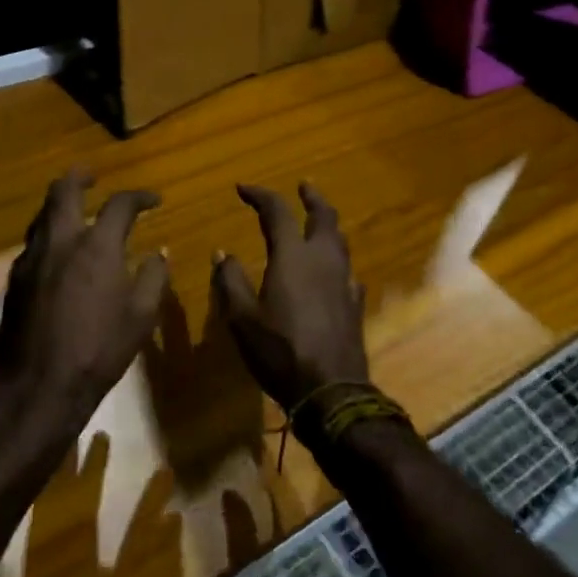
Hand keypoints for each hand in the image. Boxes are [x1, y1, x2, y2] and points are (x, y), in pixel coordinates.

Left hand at [0, 170, 168, 457]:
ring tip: (74, 212)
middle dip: (80, 177)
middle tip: (92, 177)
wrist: (37, 389)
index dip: (140, 197)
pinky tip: (57, 253)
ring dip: (59, 206)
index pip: (120, 204)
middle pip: (63, 190)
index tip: (153, 201)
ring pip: (42, 215)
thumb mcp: (141, 316)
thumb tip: (159, 251)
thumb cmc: (98, 351)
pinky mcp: (14, 281)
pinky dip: (48, 235)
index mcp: (96, 246)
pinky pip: (32, 243)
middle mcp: (61, 242)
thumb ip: (153, 277)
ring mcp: (31, 260)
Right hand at [212, 184, 369, 410]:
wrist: (331, 390)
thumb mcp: (242, 319)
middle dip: (312, 197)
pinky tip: (332, 272)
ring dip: (327, 225)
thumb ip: (231, 281)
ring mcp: (344, 280)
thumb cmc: (280, 351)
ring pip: (340, 240)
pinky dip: (336, 260)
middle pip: (324, 216)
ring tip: (317, 223)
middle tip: (303, 186)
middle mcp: (323, 259)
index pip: (277, 211)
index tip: (243, 188)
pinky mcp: (355, 302)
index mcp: (293, 255)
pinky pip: (347, 270)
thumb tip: (222, 253)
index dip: (260, 195)